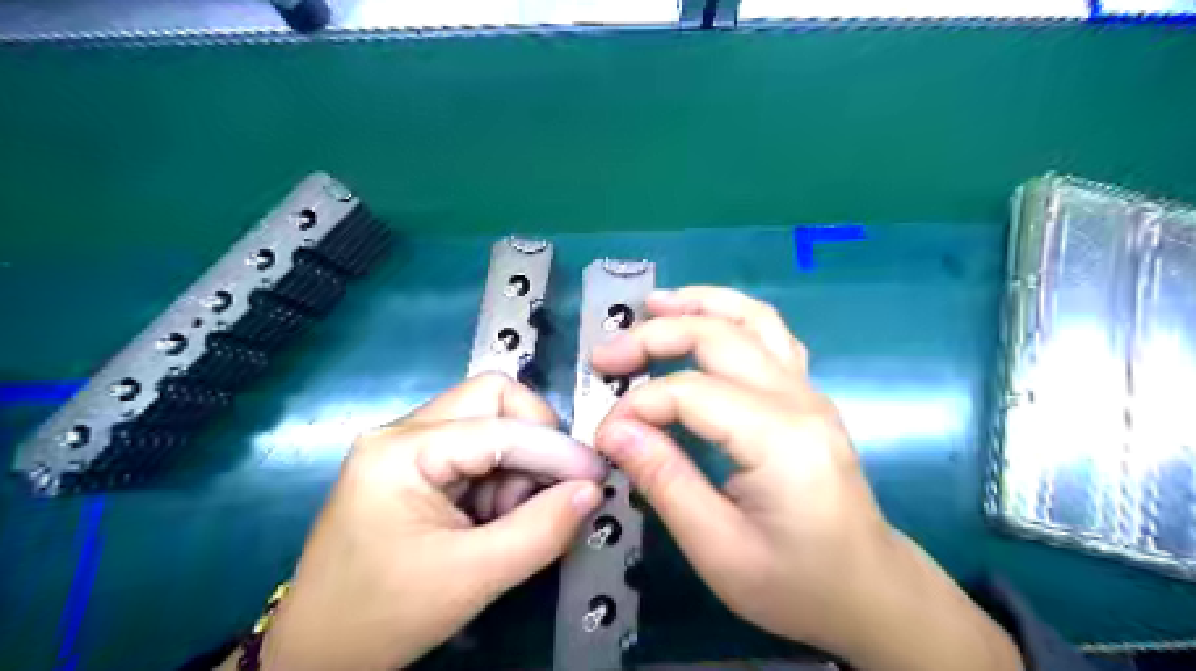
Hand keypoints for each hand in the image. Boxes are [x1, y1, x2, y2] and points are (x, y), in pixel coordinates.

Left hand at [252, 373, 609, 670]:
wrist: (315, 655)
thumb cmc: (381, 616)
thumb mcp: (470, 578)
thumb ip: (541, 530)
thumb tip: (592, 490)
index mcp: (401, 450)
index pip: (498, 425)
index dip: (554, 448)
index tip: (596, 477)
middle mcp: (404, 431)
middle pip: (493, 399)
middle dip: (535, 439)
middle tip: (551, 488)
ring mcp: (409, 445)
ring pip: (492, 422)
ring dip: (519, 464)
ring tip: (511, 517)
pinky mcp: (419, 465)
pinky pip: (480, 449)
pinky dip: (503, 478)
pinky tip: (495, 517)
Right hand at [587, 286, 1018, 670]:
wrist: (867, 590)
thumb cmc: (794, 583)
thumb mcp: (717, 549)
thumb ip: (664, 480)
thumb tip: (613, 430)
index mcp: (780, 439)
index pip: (690, 393)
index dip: (638, 405)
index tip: (604, 433)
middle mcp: (799, 399)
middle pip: (718, 337)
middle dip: (654, 336)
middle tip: (606, 356)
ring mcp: (808, 390)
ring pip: (752, 319)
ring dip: (699, 303)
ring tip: (653, 304)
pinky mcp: (807, 394)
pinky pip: (770, 335)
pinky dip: (731, 316)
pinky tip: (704, 321)